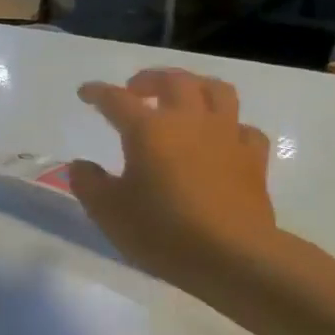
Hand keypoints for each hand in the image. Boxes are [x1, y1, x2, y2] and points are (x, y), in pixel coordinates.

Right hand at [72, 69, 278, 291]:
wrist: (231, 255)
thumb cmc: (161, 231)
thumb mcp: (108, 211)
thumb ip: (89, 183)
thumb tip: (81, 165)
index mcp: (148, 130)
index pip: (117, 100)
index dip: (98, 93)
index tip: (85, 92)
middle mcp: (189, 121)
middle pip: (174, 81)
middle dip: (150, 79)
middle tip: (136, 89)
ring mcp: (226, 136)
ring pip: (216, 91)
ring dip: (195, 86)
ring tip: (182, 97)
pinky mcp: (253, 158)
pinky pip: (243, 128)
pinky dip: (228, 125)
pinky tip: (220, 138)